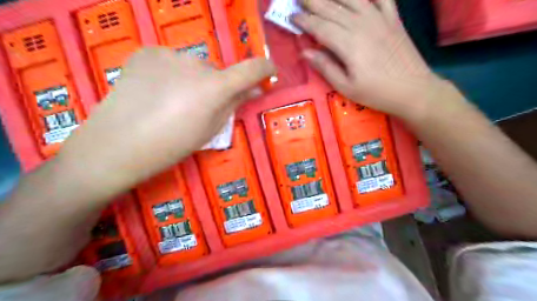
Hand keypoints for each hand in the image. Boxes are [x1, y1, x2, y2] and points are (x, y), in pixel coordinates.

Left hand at [58, 48, 273, 197]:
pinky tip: (156, 91)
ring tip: (174, 102)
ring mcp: (169, 55)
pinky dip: (172, 74)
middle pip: (217, 72)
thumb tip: (253, 90)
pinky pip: (171, 62)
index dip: (265, 69)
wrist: (116, 145)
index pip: (251, 69)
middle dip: (217, 86)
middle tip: (202, 107)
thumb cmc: (171, 146)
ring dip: (194, 80)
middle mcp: (196, 63)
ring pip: (194, 67)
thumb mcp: (210, 130)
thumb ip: (234, 105)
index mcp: (215, 88)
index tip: (269, 73)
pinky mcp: (147, 52)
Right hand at [292, 0, 446, 120]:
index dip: (304, 20)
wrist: (413, 90)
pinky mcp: (393, 19)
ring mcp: (380, 19)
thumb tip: (305, 52)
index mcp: (348, 44)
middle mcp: (362, 25)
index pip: (320, 27)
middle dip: (313, 2)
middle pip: (333, 8)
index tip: (292, 16)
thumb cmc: (376, 92)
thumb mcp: (346, 87)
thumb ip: (325, 67)